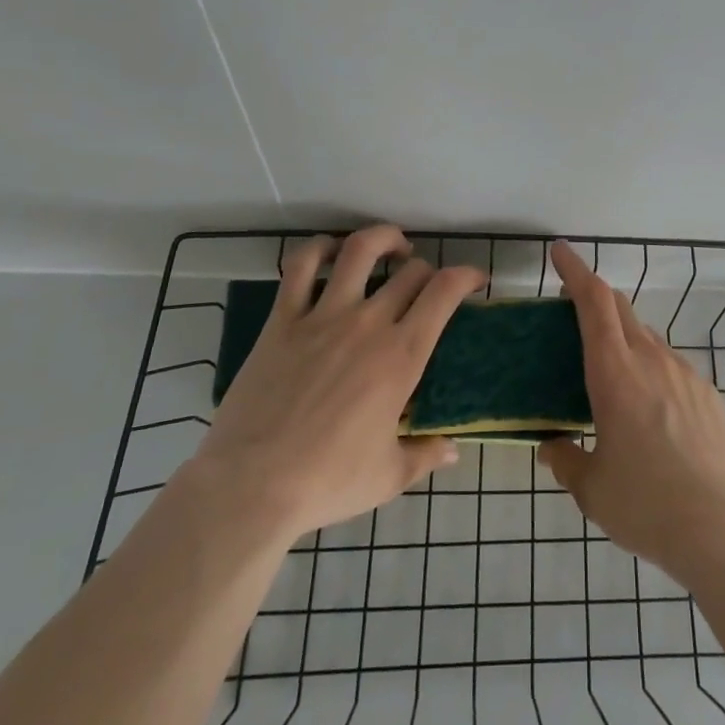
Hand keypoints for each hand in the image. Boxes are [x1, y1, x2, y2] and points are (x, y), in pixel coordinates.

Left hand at [193, 225, 484, 540]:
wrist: (251, 486)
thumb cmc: (327, 482)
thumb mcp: (388, 476)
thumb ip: (425, 454)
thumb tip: (453, 450)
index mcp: (402, 356)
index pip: (445, 292)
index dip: (466, 275)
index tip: (474, 280)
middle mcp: (368, 324)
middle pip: (411, 271)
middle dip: (427, 271)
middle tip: (425, 286)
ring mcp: (323, 316)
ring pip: (360, 250)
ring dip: (383, 238)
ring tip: (391, 247)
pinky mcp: (283, 319)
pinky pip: (302, 266)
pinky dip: (320, 248)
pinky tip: (331, 252)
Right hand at [540, 241, 724, 585]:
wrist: (723, 529)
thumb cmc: (646, 503)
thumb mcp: (591, 487)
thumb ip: (565, 459)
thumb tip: (551, 446)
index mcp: (614, 371)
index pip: (594, 301)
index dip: (575, 270)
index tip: (560, 251)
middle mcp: (651, 359)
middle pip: (620, 308)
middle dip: (595, 298)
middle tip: (572, 310)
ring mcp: (685, 373)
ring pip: (647, 337)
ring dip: (623, 338)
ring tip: (610, 373)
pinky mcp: (709, 394)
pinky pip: (671, 366)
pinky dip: (651, 368)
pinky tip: (650, 410)